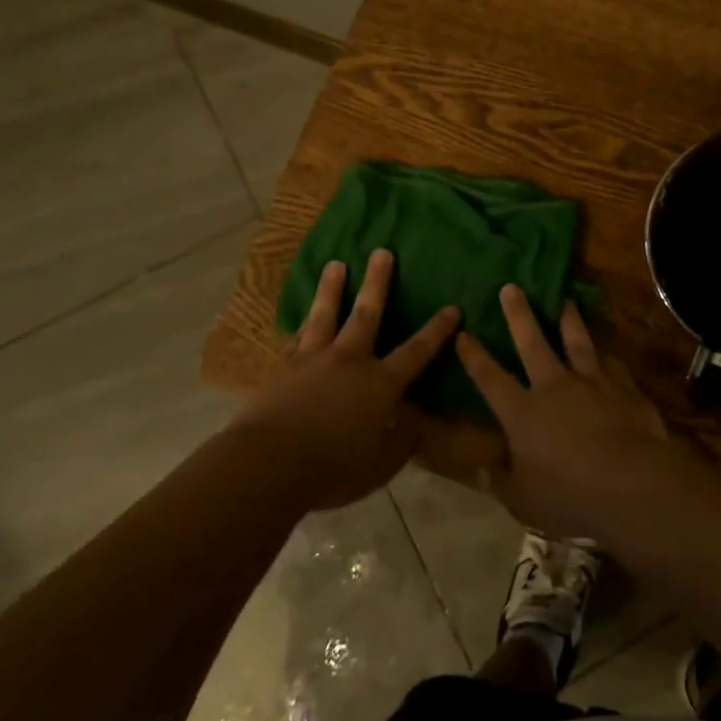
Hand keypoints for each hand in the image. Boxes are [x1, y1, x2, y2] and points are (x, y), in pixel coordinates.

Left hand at [233, 249, 459, 510]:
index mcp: (380, 384)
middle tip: (382, 252)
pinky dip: (300, 325)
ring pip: (326, 315)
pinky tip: (298, 319)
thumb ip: (403, 439)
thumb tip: (419, 418)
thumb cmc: (334, 468)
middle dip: (377, 282)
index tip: (451, 308)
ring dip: (332, 288)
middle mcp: (350, 361)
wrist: (269, 463)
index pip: (416, 352)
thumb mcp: (381, 464)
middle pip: (367, 314)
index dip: (436, 331)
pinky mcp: (283, 369)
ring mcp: (313, 360)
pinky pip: (295, 339)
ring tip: (336, 264)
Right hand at [443, 284, 670, 537]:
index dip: (474, 356)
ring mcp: (591, 383)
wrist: (632, 484)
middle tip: (511, 287)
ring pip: (576, 341)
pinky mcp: (623, 388)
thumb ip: (502, 480)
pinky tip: (606, 349)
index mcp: (522, 413)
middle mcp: (554, 387)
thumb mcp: (524, 500)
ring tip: (565, 299)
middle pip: (532, 342)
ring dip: (568, 319)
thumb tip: (481, 468)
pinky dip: (605, 355)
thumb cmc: (569, 496)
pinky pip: (611, 364)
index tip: (463, 333)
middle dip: (519, 314)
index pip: (490, 378)